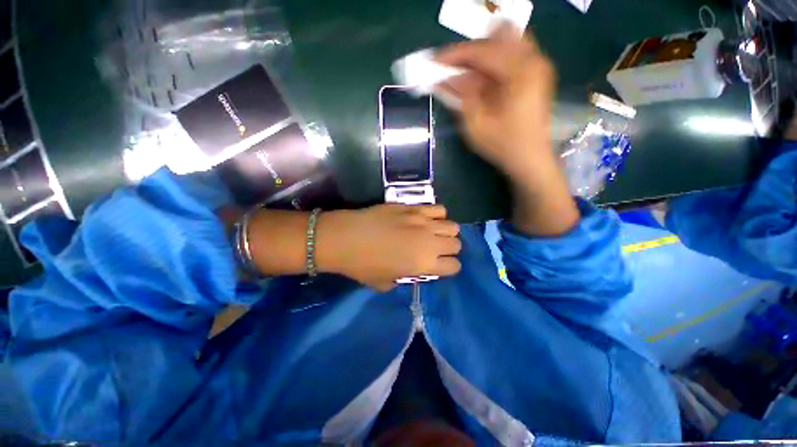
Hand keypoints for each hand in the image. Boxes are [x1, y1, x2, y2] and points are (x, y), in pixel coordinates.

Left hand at [317, 204, 461, 291]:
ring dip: (445, 232)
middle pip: (456, 244)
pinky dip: (436, 215)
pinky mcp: (413, 207)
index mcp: (424, 264)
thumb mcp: (385, 283)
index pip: (454, 266)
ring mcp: (422, 221)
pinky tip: (424, 219)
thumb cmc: (362, 265)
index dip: (448, 267)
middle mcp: (429, 242)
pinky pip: (438, 209)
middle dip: (448, 249)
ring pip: (452, 225)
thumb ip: (405, 278)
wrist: (345, 237)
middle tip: (434, 249)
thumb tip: (412, 269)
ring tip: (432, 233)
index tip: (438, 266)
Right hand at [437, 24, 578, 235]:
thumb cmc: (503, 146)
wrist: (530, 159)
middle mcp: (534, 60)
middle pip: (497, 37)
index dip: (455, 55)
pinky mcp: (537, 74)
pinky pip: (512, 55)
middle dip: (470, 51)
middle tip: (450, 67)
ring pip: (506, 42)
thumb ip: (462, 95)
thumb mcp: (476, 123)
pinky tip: (480, 77)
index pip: (482, 51)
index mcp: (520, 71)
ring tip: (464, 71)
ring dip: (483, 54)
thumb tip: (446, 76)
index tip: (434, 61)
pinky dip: (493, 62)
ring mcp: (538, 65)